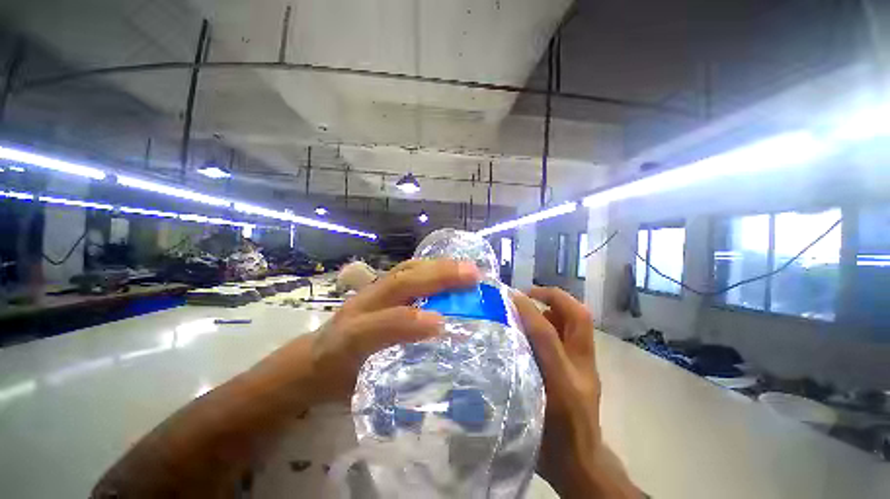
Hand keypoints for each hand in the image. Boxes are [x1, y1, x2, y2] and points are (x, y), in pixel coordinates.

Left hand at [309, 259, 480, 401]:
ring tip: (465, 268)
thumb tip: (432, 365)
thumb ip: (391, 379)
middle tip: (472, 275)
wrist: (313, 356)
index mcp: (349, 337)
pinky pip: (406, 271)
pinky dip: (430, 267)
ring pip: (404, 271)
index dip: (408, 322)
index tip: (443, 323)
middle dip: (436, 276)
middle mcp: (362, 306)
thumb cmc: (339, 375)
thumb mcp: (357, 390)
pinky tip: (447, 268)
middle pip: (398, 283)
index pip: (377, 326)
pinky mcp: (379, 286)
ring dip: (437, 267)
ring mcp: (371, 291)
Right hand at [512, 286, 639, 498]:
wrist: (582, 464)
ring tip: (533, 304)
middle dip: (555, 296)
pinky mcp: (589, 366)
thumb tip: (501, 339)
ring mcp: (589, 365)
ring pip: (580, 321)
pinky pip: (576, 330)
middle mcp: (581, 367)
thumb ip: (513, 375)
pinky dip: (559, 318)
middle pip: (579, 318)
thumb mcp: (524, 410)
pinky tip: (541, 324)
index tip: (510, 295)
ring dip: (557, 305)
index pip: (546, 334)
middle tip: (529, 293)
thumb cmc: (549, 441)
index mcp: (563, 382)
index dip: (527, 310)